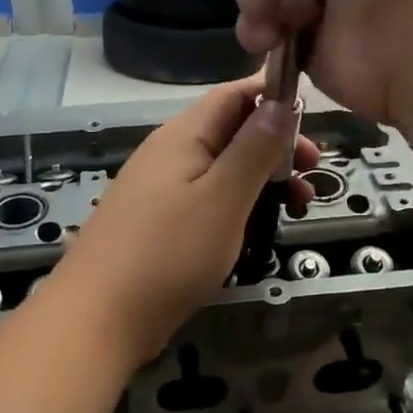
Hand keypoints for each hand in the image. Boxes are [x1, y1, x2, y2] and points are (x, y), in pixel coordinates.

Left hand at [54, 78, 318, 358]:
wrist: (99, 317)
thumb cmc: (169, 253)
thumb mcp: (223, 197)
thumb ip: (254, 148)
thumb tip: (278, 101)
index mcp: (183, 135)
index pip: (233, 95)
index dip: (273, 97)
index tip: (313, 120)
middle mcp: (168, 152)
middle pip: (230, 130)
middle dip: (275, 144)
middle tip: (312, 171)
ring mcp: (159, 188)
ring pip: (221, 167)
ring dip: (261, 177)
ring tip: (297, 205)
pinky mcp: (157, 221)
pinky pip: (205, 196)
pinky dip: (237, 202)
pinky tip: (254, 228)